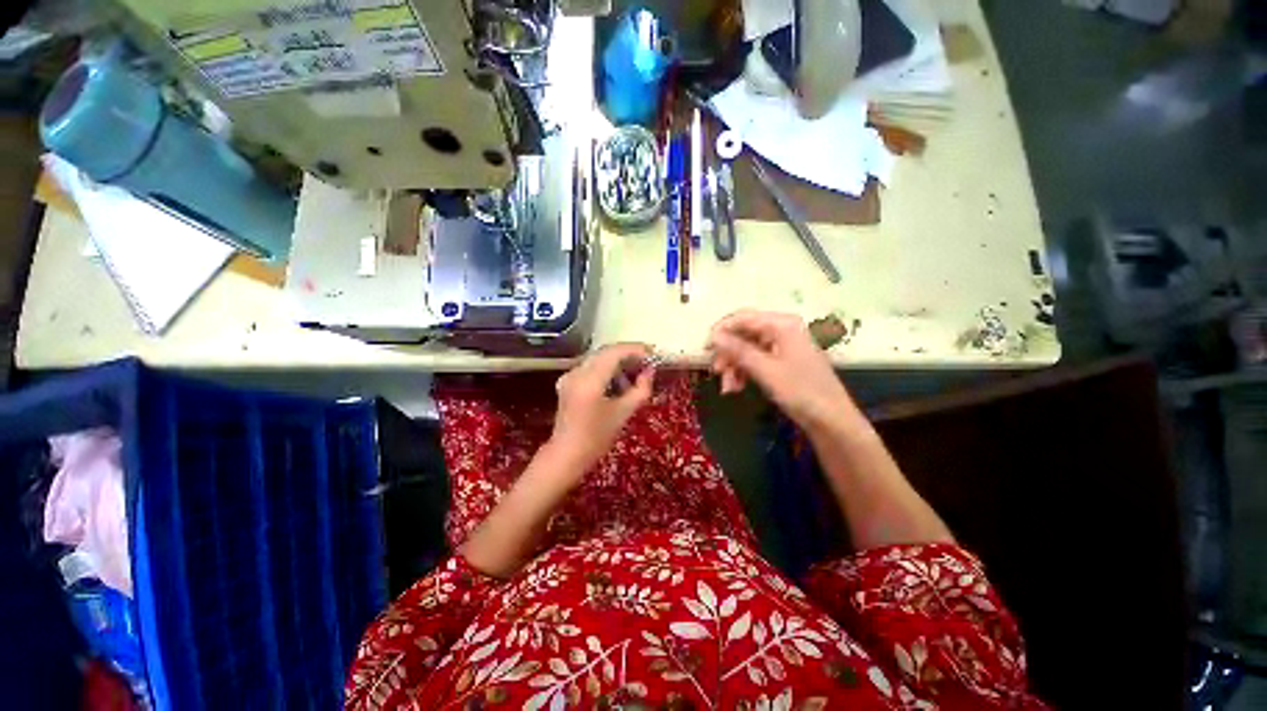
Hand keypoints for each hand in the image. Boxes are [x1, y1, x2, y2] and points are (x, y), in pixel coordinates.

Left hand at [549, 343, 655, 475]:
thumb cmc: (597, 438)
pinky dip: (606, 370)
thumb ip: (640, 389)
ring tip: (635, 376)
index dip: (635, 349)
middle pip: (606, 352)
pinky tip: (618, 383)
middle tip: (647, 362)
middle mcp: (577, 372)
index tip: (652, 352)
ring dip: (617, 362)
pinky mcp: (567, 382)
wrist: (567, 454)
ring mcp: (569, 376)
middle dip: (628, 354)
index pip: (614, 352)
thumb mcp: (624, 413)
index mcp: (590, 380)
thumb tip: (650, 371)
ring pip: (598, 359)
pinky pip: (591, 367)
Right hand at [708, 310, 858, 430]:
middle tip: (715, 372)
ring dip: (734, 366)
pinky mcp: (782, 359)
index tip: (705, 348)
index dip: (721, 330)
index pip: (743, 317)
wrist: (831, 420)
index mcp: (782, 324)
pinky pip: (755, 359)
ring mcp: (783, 344)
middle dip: (728, 354)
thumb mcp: (765, 370)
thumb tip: (714, 336)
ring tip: (727, 388)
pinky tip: (736, 387)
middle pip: (743, 333)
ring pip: (746, 348)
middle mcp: (782, 328)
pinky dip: (743, 371)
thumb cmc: (801, 391)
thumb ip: (738, 350)